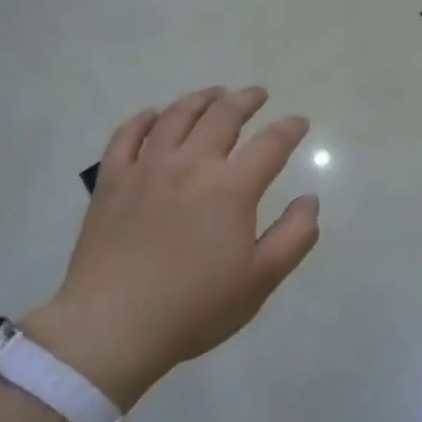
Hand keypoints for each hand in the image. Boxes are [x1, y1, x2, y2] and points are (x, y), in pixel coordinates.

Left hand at [24, 87, 319, 407]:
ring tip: (214, 94)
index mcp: (231, 188)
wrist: (111, 327)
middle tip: (257, 94)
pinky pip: (126, 136)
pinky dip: (143, 119)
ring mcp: (147, 168)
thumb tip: (311, 200)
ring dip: (200, 99)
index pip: (270, 144)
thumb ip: (294, 236)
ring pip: (176, 116)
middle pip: (223, 116)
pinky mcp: (111, 181)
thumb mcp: (260, 280)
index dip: (289, 129)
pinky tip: (153, 115)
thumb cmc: (194, 308)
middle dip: (246, 100)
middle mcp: (191, 165)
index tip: (299, 122)